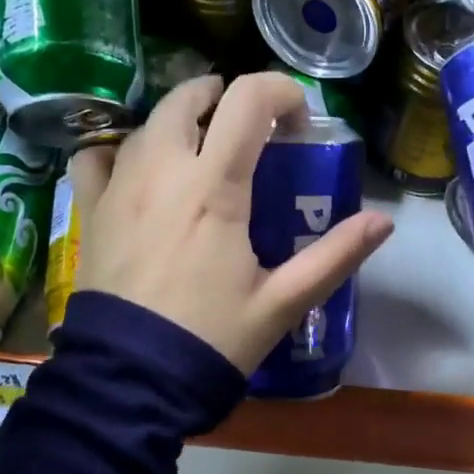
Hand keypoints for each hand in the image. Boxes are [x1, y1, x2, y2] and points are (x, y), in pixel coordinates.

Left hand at [69, 72, 394, 374]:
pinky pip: (94, 159)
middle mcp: (162, 171)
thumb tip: (382, 222)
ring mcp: (119, 189)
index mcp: (214, 187)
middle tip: (247, 123)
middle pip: (187, 98)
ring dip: (178, 121)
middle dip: (223, 95)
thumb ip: (334, 256)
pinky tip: (134, 170)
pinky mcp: (91, 213)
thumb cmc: (213, 338)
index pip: (247, 101)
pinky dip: (117, 152)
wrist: (132, 382)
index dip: (279, 91)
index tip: (297, 119)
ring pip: (145, 125)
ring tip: (199, 145)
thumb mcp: (283, 302)